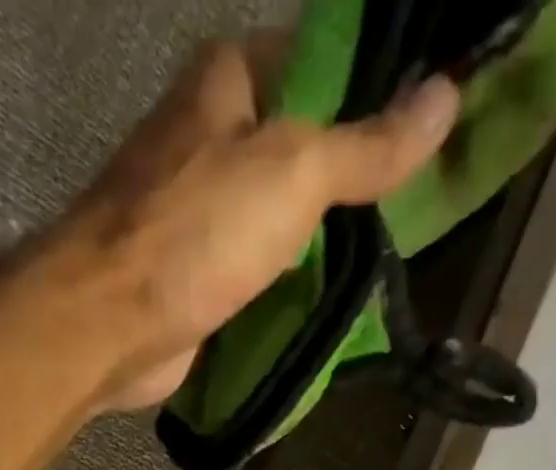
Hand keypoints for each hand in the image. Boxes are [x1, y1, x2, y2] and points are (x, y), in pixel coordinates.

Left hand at [51, 36, 459, 410]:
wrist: (109, 325)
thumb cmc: (195, 232)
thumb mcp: (294, 172)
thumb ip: (366, 144)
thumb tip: (446, 97)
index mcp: (226, 81)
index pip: (317, 59)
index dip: (371, 86)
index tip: (422, 124)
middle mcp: (208, 137)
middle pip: (299, 143)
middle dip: (352, 175)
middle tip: (414, 204)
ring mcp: (198, 213)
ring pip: (278, 214)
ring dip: (323, 237)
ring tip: (385, 255)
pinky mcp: (195, 275)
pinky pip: (258, 269)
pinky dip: (290, 282)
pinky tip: (331, 297)